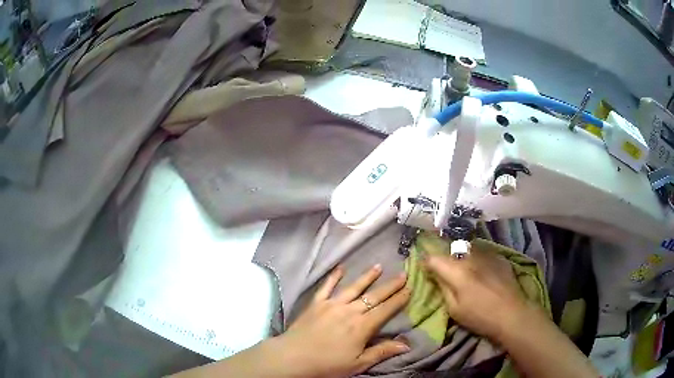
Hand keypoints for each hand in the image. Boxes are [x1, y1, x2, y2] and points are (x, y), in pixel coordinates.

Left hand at [277, 264, 410, 377]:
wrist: (293, 357)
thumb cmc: (327, 365)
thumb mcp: (358, 364)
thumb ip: (382, 352)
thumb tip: (407, 344)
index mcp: (362, 326)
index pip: (385, 310)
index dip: (399, 299)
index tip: (410, 288)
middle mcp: (349, 311)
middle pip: (373, 296)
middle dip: (390, 285)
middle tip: (402, 274)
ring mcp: (331, 304)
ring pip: (353, 288)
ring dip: (367, 277)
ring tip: (378, 266)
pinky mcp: (316, 303)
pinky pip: (326, 287)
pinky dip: (334, 277)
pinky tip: (340, 268)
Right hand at [423, 245, 531, 341]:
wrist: (512, 314)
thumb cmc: (480, 316)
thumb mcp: (454, 309)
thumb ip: (443, 289)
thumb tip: (435, 275)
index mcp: (457, 271)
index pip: (434, 258)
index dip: (427, 262)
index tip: (425, 269)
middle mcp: (471, 257)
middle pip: (451, 252)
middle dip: (445, 260)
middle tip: (445, 273)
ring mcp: (487, 255)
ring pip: (467, 250)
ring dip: (461, 258)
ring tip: (464, 271)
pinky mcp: (499, 257)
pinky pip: (482, 254)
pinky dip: (477, 260)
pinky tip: (481, 272)